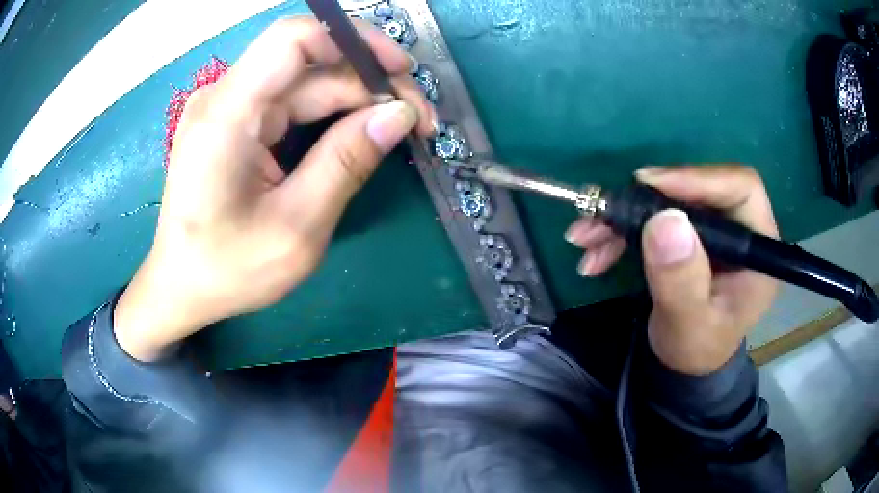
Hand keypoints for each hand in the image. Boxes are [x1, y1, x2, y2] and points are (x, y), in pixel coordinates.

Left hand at [114, 18, 434, 361]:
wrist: (181, 285)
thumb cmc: (227, 269)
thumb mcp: (296, 228)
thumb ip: (346, 163)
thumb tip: (399, 114)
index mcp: (228, 114)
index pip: (294, 39)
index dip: (354, 40)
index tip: (400, 71)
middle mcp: (226, 97)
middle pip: (311, 61)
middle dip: (371, 81)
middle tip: (418, 120)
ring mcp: (231, 107)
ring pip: (308, 81)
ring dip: (358, 99)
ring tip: (401, 128)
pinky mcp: (238, 122)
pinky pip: (294, 101)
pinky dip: (334, 113)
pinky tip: (362, 132)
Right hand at [565, 165, 779, 374]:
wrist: (685, 364)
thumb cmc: (695, 350)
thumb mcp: (689, 326)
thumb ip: (681, 281)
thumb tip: (665, 220)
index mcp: (758, 249)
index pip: (740, 188)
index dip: (699, 178)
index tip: (651, 185)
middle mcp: (738, 230)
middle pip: (698, 189)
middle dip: (646, 200)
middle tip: (604, 213)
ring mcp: (713, 231)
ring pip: (670, 201)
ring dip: (624, 217)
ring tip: (586, 238)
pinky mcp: (690, 235)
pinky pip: (654, 218)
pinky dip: (621, 232)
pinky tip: (595, 252)